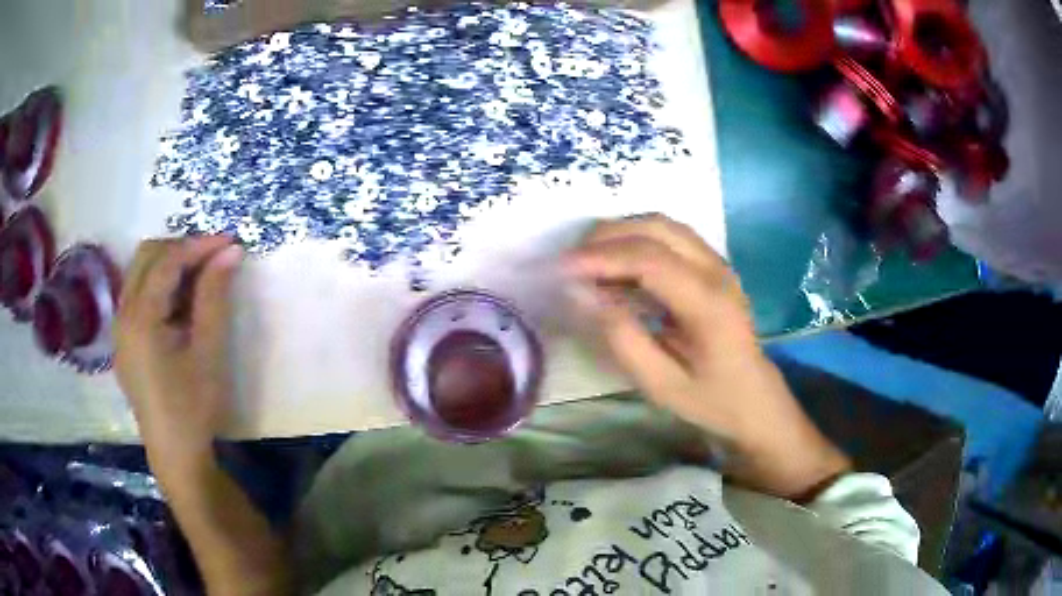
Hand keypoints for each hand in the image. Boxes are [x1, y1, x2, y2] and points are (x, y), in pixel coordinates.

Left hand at [115, 236, 243, 483]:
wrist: (176, 455)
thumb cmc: (193, 407)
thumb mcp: (209, 352)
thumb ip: (215, 296)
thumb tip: (230, 251)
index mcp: (140, 318)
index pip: (167, 261)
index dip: (199, 245)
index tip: (231, 242)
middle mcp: (122, 314)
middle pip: (146, 256)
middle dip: (180, 248)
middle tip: (213, 259)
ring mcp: (119, 328)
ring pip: (140, 273)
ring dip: (169, 266)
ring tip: (200, 279)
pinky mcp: (124, 341)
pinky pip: (137, 295)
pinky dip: (159, 287)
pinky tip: (180, 306)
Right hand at [565, 215, 849, 500]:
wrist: (755, 397)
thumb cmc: (710, 399)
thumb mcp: (661, 384)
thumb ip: (623, 338)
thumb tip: (584, 294)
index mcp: (709, 304)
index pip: (650, 260)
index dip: (602, 258)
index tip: (561, 269)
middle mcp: (717, 271)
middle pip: (657, 229)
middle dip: (607, 237)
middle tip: (570, 261)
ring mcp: (718, 263)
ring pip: (663, 225)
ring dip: (621, 232)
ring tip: (587, 258)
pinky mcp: (713, 265)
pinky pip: (670, 236)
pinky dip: (637, 240)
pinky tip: (617, 263)